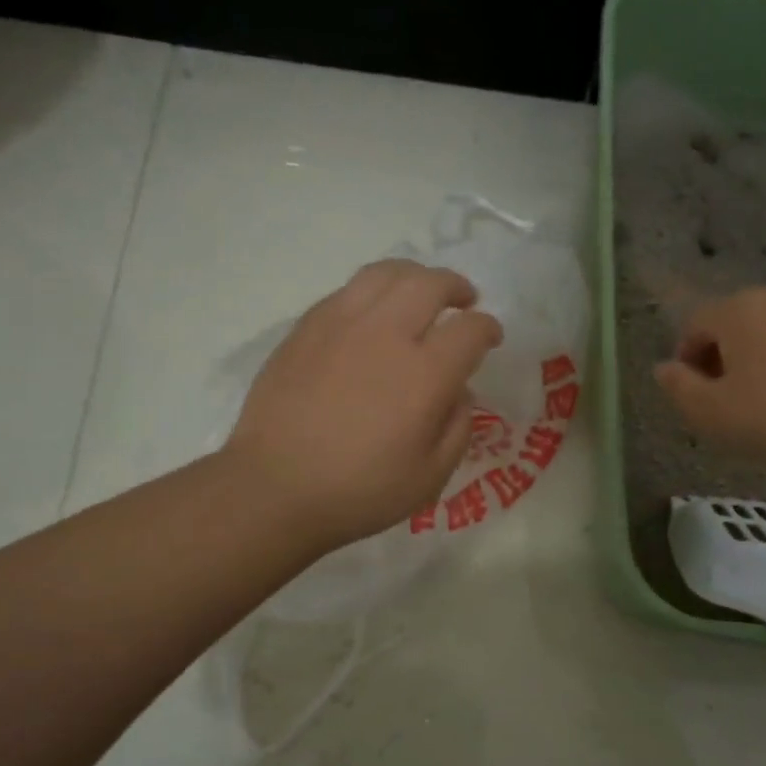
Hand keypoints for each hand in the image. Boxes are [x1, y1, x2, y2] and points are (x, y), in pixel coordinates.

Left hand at [226, 259, 502, 546]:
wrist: (275, 489)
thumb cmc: (359, 492)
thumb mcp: (430, 477)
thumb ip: (457, 428)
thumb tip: (460, 391)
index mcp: (424, 374)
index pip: (470, 329)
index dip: (488, 328)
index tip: (490, 337)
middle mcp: (385, 335)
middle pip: (430, 284)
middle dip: (456, 286)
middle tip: (464, 300)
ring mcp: (340, 325)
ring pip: (385, 273)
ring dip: (414, 276)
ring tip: (420, 292)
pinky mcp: (306, 328)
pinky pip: (348, 290)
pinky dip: (373, 292)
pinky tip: (373, 313)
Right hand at [653, 287, 765, 478]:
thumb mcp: (708, 414)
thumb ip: (677, 387)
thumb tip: (664, 368)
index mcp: (739, 308)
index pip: (696, 324)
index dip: (686, 359)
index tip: (693, 396)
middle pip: (734, 321)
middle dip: (721, 356)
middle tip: (724, 400)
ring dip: (756, 358)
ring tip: (762, 402)